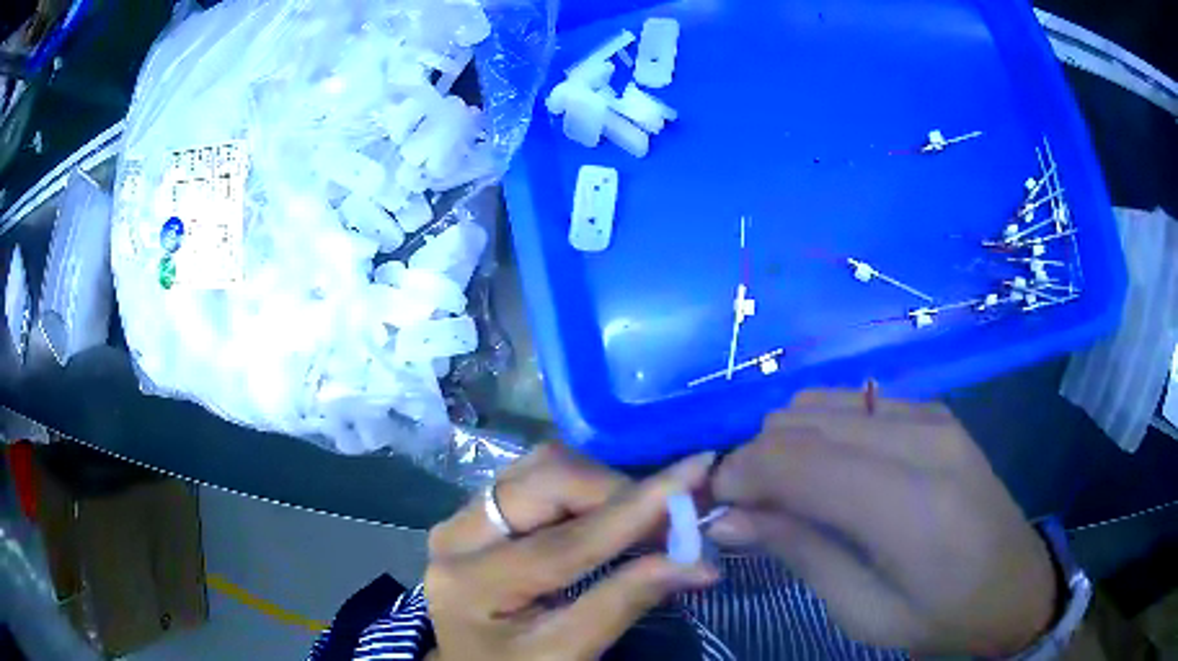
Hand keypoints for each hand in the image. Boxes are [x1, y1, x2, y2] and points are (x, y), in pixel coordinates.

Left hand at [425, 444, 719, 660]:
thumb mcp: (565, 655)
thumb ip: (622, 604)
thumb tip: (697, 561)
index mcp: (471, 583)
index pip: (566, 540)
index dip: (637, 508)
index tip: (696, 473)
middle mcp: (456, 535)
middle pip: (545, 479)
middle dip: (617, 490)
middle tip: (671, 516)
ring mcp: (463, 519)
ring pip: (541, 468)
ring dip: (602, 485)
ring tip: (645, 517)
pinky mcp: (477, 516)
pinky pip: (535, 479)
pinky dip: (583, 488)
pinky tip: (611, 513)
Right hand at [708, 389, 1057, 656]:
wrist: (1015, 584)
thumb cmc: (942, 616)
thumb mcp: (864, 612)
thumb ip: (800, 553)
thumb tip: (729, 518)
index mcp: (909, 505)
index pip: (798, 461)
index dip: (740, 475)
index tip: (714, 508)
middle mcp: (920, 440)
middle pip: (802, 423)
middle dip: (754, 460)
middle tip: (746, 510)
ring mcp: (930, 416)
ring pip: (819, 403)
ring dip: (784, 443)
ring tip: (784, 492)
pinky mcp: (933, 411)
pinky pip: (851, 401)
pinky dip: (818, 430)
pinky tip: (827, 471)